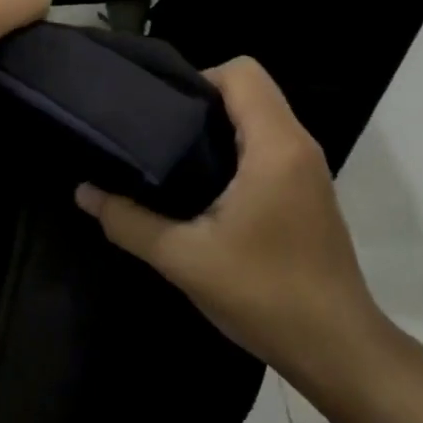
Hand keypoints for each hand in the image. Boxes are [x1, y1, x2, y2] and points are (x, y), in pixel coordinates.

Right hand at [74, 57, 386, 379]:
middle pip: (250, 90)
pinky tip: (203, 188)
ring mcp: (308, 169)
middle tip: (156, 133)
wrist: (338, 351)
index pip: (242, 71)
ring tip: (172, 157)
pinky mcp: (309, 192)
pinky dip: (235, 150)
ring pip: (260, 119)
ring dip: (218, 128)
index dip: (199, 78)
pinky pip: (269, 146)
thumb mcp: (183, 259)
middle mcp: (298, 145)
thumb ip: (128, 221)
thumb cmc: (265, 295)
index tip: (162, 111)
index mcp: (275, 146)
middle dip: (201, 102)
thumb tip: (83, 192)